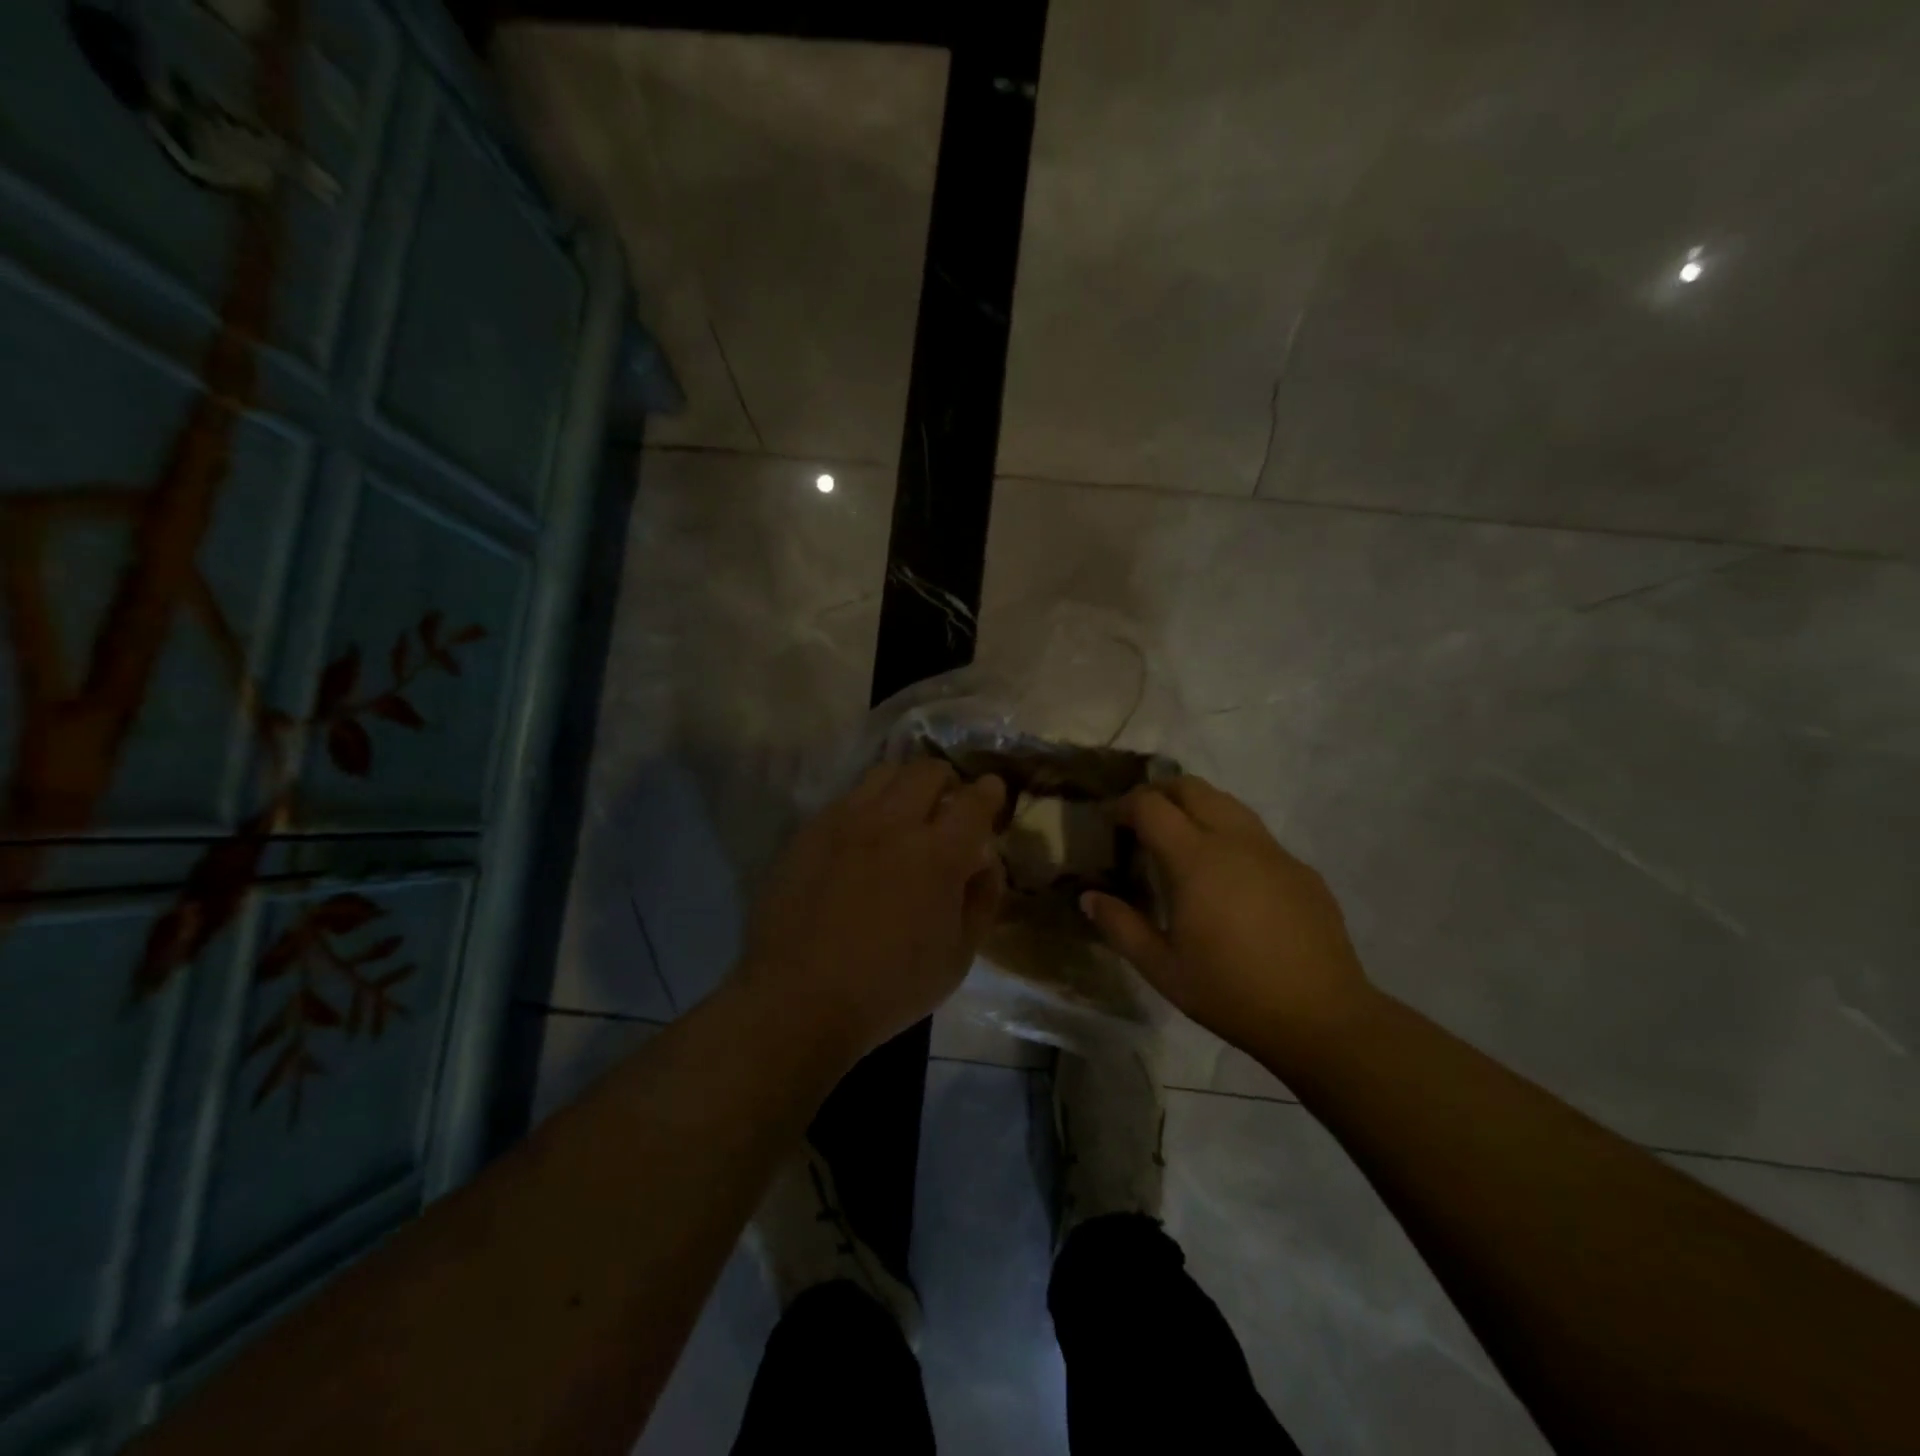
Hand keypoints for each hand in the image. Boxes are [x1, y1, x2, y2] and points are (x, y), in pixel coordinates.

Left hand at [738, 760, 1006, 1060]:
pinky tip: (863, 834)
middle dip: (947, 780)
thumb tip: (985, 858)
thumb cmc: (889, 987)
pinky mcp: (811, 830)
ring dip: (905, 783)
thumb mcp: (958, 956)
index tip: (991, 793)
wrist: (798, 998)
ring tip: (905, 809)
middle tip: (948, 802)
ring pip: (885, 773)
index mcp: (938, 855)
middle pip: (928, 771)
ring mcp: (846, 821)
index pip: (974, 801)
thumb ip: (982, 898)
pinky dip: (868, 804)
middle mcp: (893, 824)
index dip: (988, 792)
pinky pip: (848, 797)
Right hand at [1081, 776, 1373, 1061]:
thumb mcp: (1162, 968)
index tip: (1111, 823)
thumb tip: (1089, 897)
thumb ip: (1120, 926)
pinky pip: (1256, 834)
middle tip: (1141, 822)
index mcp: (1196, 859)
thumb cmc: (1231, 993)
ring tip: (1181, 841)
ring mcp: (1273, 851)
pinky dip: (1229, 835)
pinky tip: (1227, 878)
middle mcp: (1235, 841)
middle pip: (1191, 787)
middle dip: (1159, 793)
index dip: (1125, 805)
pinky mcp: (1300, 869)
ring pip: (1228, 803)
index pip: (1152, 805)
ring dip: (1196, 808)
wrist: (1322, 1017)